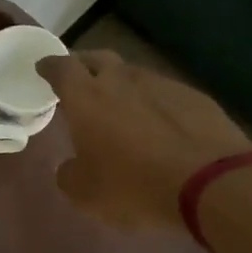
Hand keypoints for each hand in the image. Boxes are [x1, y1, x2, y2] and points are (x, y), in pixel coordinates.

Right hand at [37, 51, 251, 233]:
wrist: (208, 183)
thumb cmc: (132, 186)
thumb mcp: (85, 194)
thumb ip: (69, 174)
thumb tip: (70, 166)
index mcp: (87, 98)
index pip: (61, 68)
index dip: (50, 66)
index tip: (43, 67)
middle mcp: (122, 81)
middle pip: (98, 59)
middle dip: (85, 65)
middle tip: (80, 80)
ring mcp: (162, 85)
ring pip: (134, 75)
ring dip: (123, 85)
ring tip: (121, 106)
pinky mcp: (195, 97)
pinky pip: (165, 94)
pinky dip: (155, 104)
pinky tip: (161, 125)